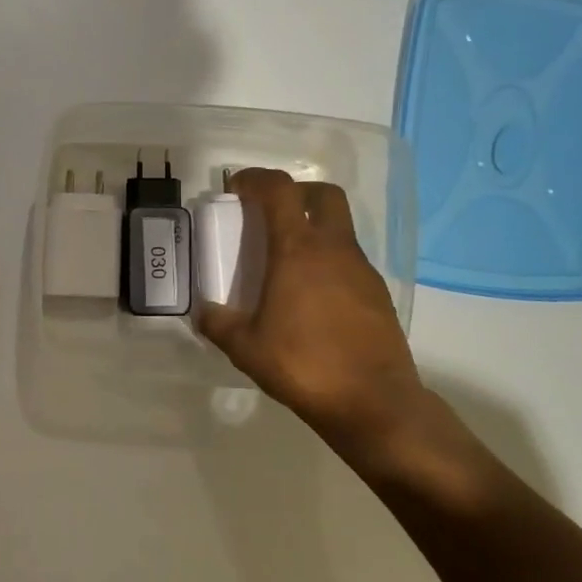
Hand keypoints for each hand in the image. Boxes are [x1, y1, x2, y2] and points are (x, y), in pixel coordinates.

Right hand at [196, 168, 427, 454]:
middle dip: (295, 193)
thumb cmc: (303, 365)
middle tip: (270, 214)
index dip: (256, 179)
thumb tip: (203, 311)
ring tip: (285, 264)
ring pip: (339, 229)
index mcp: (298, 251)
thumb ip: (218, 323)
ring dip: (312, 230)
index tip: (235, 189)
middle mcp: (334, 250)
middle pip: (323, 195)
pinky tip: (311, 297)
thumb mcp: (245, 347)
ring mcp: (362, 270)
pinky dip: (328, 262)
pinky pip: (349, 261)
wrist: (373, 402)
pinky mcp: (378, 294)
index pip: (280, 191)